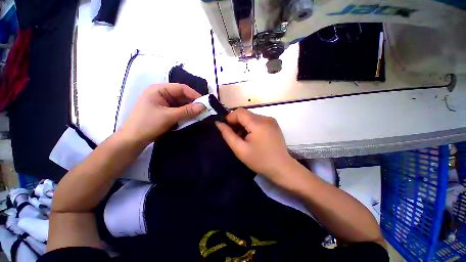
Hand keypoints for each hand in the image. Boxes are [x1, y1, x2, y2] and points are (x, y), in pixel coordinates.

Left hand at [120, 84, 204, 144]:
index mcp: (159, 90)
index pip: (180, 88)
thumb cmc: (148, 124)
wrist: (133, 140)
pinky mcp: (166, 111)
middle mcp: (162, 94)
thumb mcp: (168, 116)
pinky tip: (192, 117)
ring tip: (200, 114)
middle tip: (204, 110)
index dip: (194, 94)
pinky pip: (179, 110)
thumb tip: (203, 106)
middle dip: (193, 103)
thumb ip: (187, 111)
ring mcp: (164, 103)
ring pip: (181, 104)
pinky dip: (186, 114)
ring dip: (190, 109)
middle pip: (182, 96)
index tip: (205, 102)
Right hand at [215, 108, 294, 182]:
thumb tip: (218, 123)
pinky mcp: (273, 124)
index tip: (227, 129)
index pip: (239, 112)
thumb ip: (228, 135)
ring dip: (244, 124)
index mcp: (258, 123)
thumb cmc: (259, 161)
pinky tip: (251, 136)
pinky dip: (251, 126)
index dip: (230, 118)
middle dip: (237, 122)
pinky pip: (258, 120)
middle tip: (234, 135)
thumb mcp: (240, 149)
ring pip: (251, 117)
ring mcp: (271, 120)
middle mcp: (266, 118)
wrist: (281, 168)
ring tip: (243, 137)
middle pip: (246, 114)